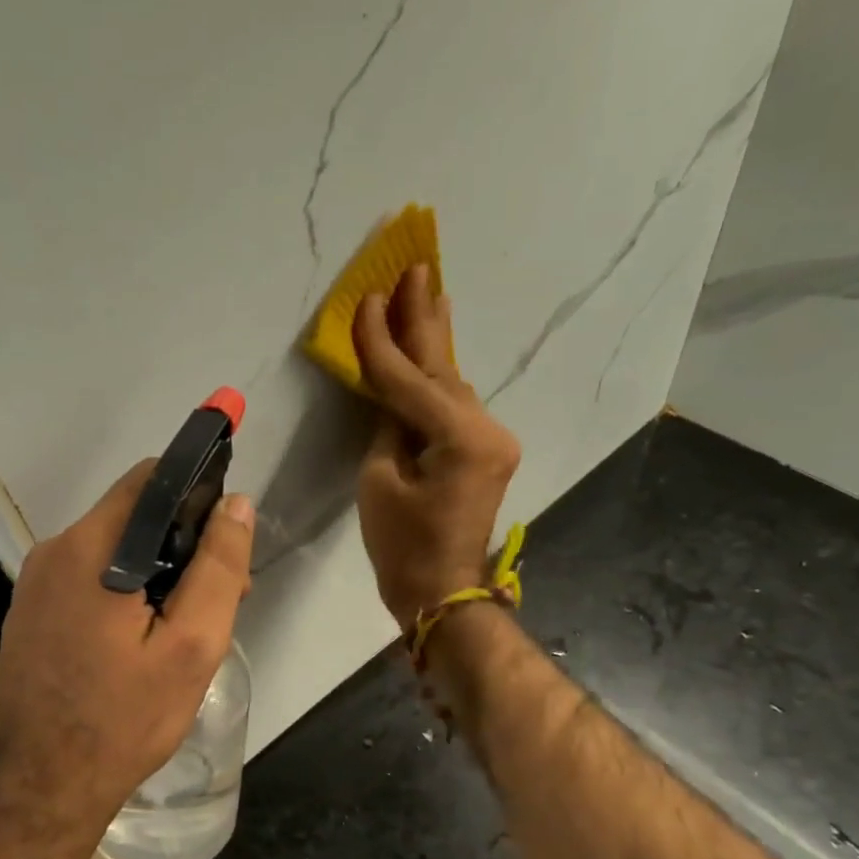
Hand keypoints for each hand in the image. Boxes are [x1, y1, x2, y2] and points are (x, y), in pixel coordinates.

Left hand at [0, 463, 254, 838]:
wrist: (42, 786)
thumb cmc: (124, 718)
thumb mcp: (191, 646)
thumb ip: (217, 568)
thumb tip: (235, 504)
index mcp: (91, 549)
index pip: (151, 480)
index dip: (198, 493)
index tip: (227, 536)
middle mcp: (54, 552)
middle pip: (133, 517)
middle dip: (183, 544)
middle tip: (221, 600)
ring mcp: (35, 584)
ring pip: (112, 550)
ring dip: (156, 573)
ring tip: (185, 629)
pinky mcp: (30, 613)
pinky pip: (88, 580)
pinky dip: (123, 593)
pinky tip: (142, 641)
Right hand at [354, 264, 521, 630]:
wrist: (442, 593)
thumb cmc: (403, 547)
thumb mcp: (378, 482)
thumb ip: (387, 425)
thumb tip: (392, 394)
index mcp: (460, 438)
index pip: (409, 379)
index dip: (381, 340)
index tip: (366, 297)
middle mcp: (486, 429)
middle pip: (444, 366)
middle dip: (424, 317)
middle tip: (415, 266)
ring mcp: (492, 439)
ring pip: (452, 383)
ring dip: (433, 342)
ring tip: (423, 294)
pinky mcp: (486, 452)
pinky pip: (456, 405)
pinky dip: (437, 378)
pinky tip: (432, 350)